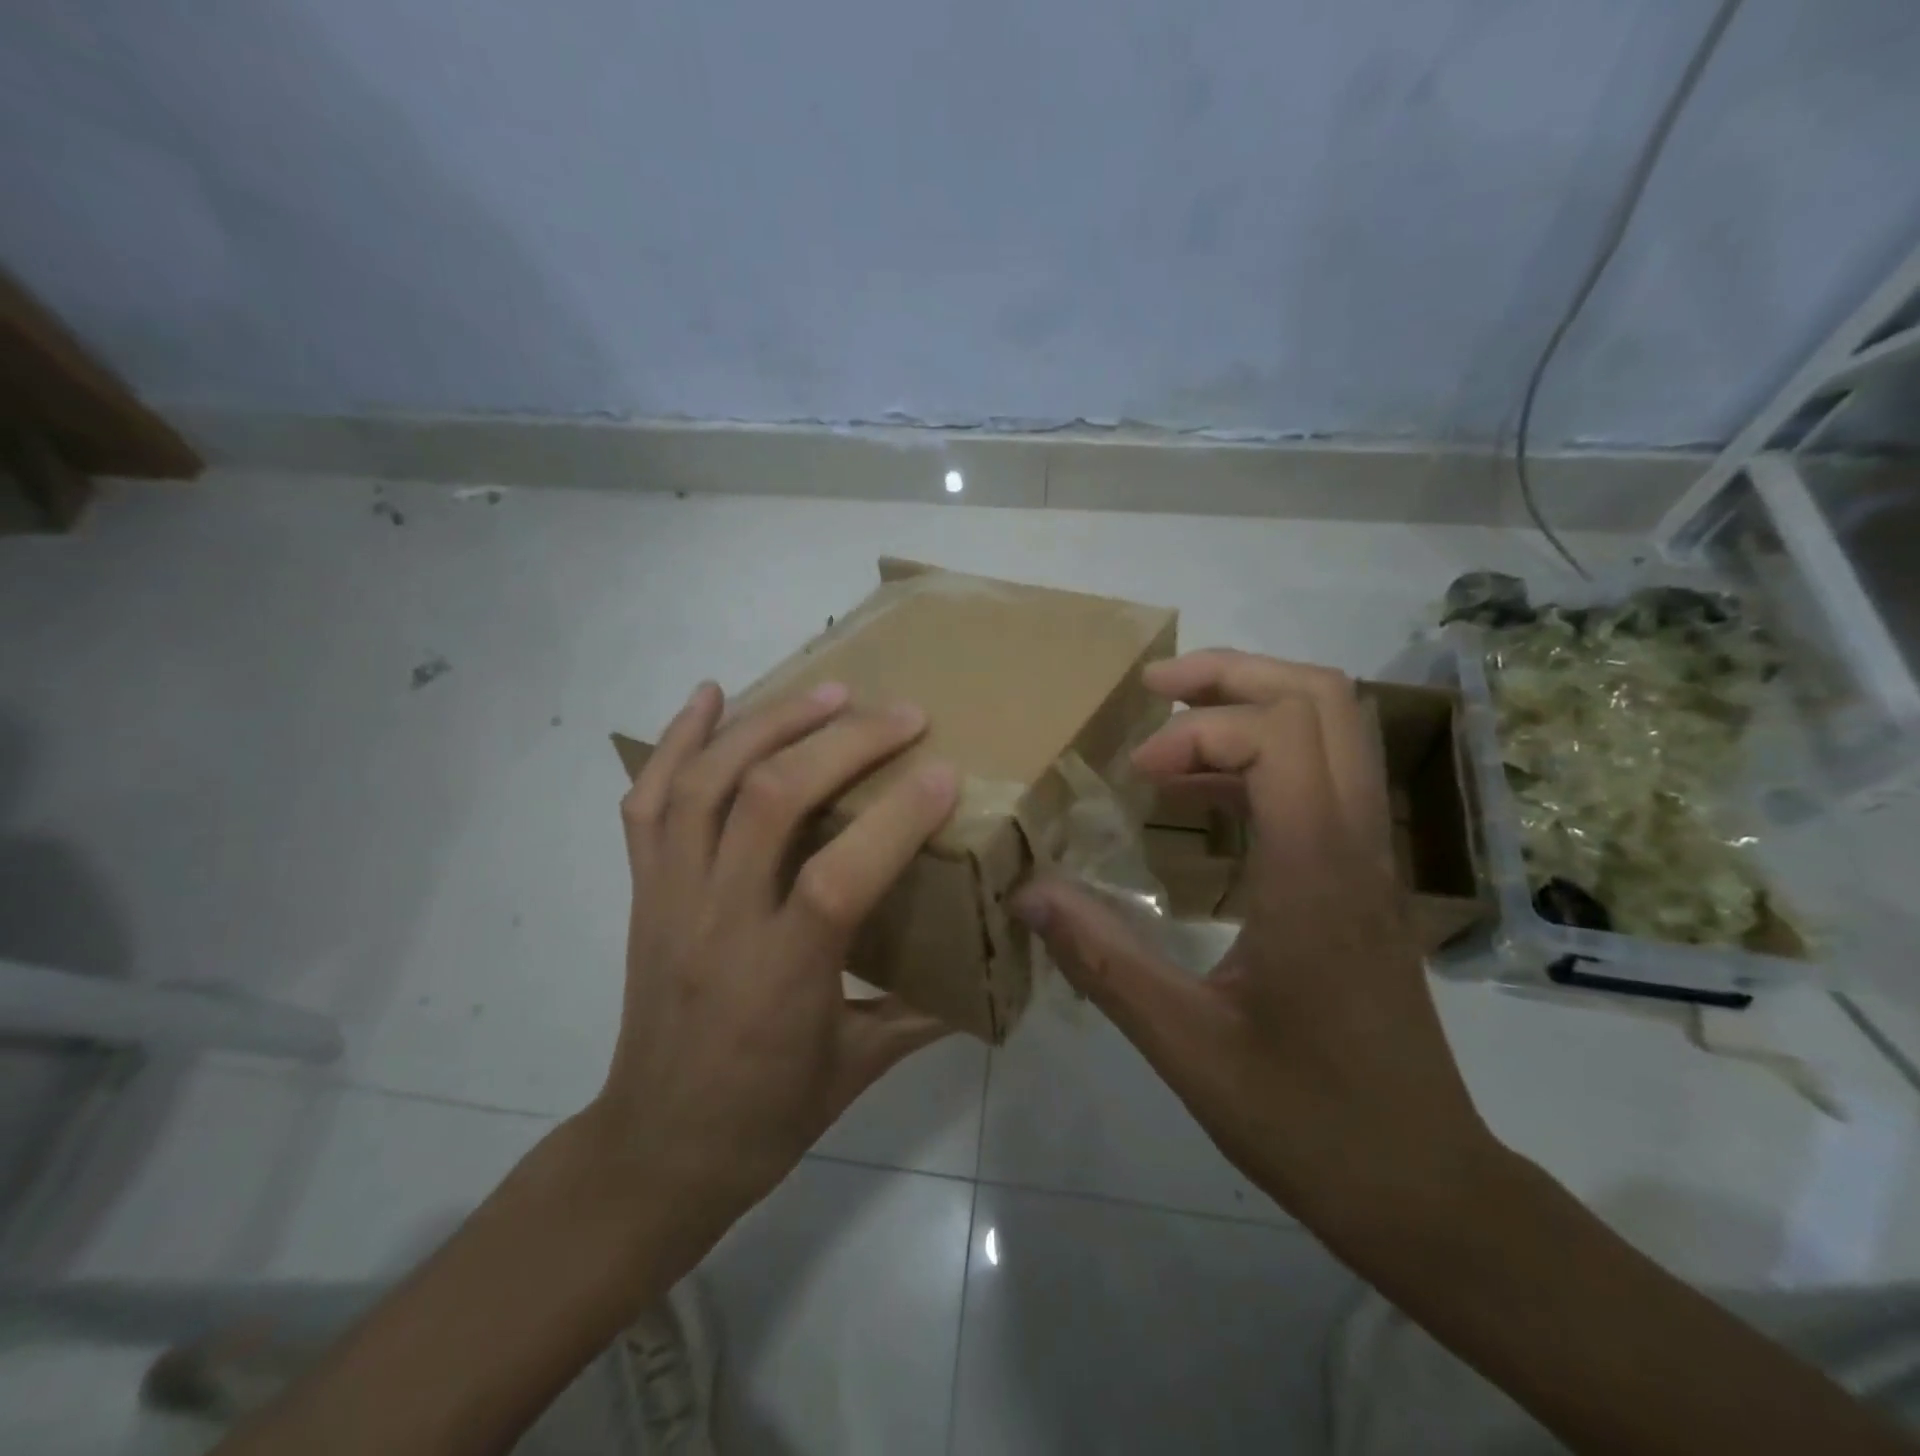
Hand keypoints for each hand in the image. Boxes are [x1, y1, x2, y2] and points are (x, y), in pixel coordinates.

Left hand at [581, 679, 958, 1283]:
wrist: (655, 1149)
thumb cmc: (765, 1116)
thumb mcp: (859, 1069)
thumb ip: (926, 1013)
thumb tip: (992, 974)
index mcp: (782, 975)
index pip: (839, 875)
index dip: (896, 816)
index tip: (945, 772)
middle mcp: (718, 921)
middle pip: (770, 800)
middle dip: (842, 742)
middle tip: (899, 713)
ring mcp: (670, 896)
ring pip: (706, 783)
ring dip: (770, 723)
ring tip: (827, 691)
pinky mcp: (643, 889)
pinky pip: (649, 801)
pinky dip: (678, 739)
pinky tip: (711, 695)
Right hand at [1013, 650, 1497, 1243]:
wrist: (1425, 1188)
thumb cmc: (1308, 1118)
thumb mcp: (1186, 1045)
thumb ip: (1102, 959)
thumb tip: (1028, 892)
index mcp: (1315, 872)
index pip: (1278, 734)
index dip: (1197, 731)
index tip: (1135, 773)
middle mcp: (1356, 844)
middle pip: (1325, 700)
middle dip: (1234, 674)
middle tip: (1156, 691)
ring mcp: (1371, 858)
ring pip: (1336, 729)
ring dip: (1253, 707)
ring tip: (1170, 735)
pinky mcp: (1365, 879)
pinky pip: (1324, 777)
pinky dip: (1263, 758)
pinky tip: (1202, 800)